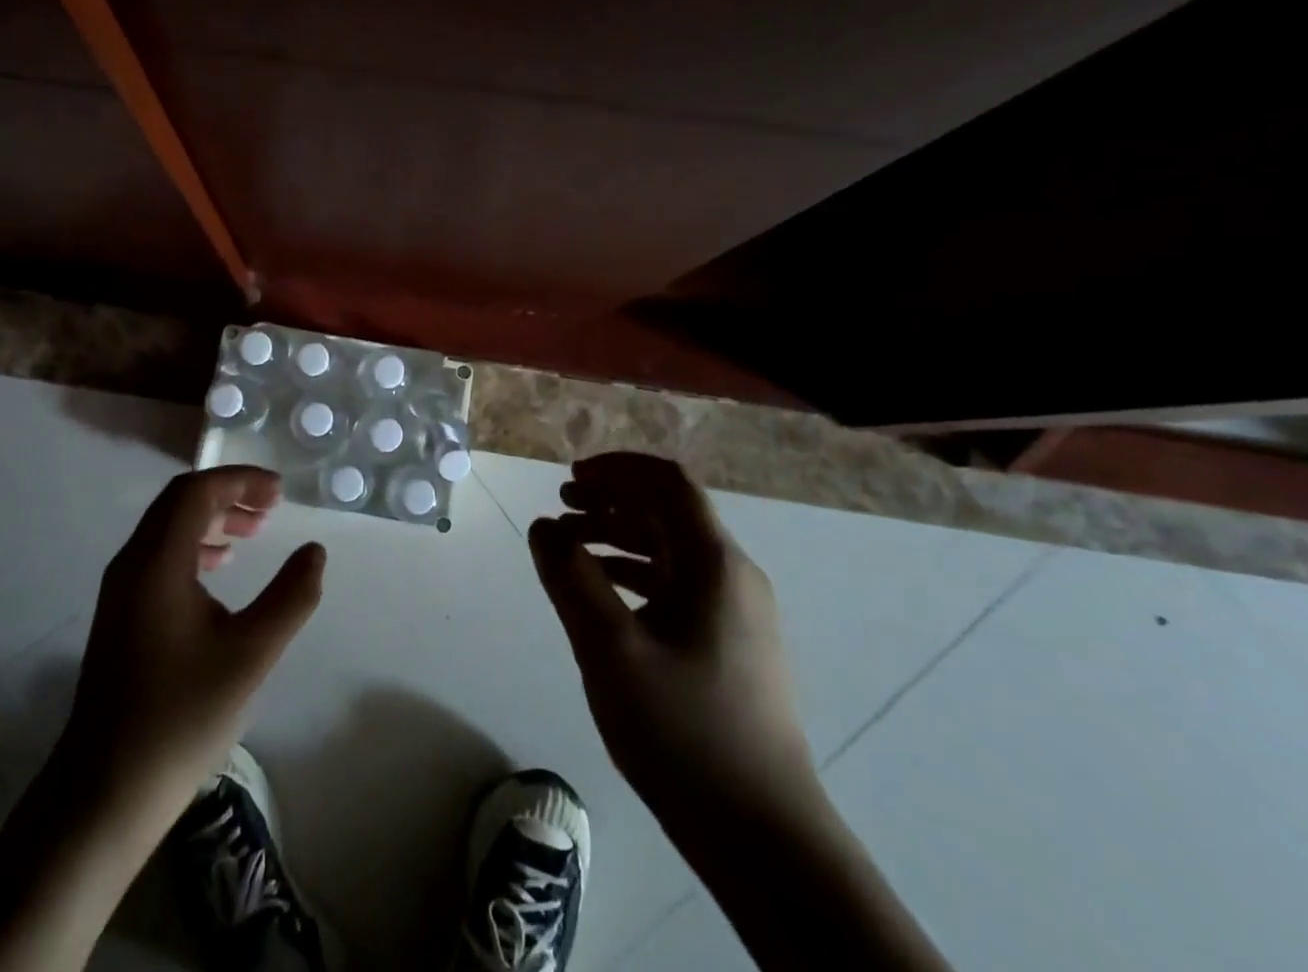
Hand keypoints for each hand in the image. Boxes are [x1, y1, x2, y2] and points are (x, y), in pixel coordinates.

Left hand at [56, 467, 325, 829]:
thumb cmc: (181, 717)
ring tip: (253, 532)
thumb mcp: (250, 655)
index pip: (196, 492)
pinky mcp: (122, 614)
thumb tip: (315, 552)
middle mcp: (132, 564)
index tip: (279, 493)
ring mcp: (121, 590)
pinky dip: (194, 545)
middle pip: (179, 502)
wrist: (105, 791)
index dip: (240, 481)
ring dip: (211, 518)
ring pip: (167, 527)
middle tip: (271, 508)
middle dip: (228, 494)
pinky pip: (159, 554)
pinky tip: (219, 569)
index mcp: (157, 563)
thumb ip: (289, 598)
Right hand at [529, 452, 814, 834]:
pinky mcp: (730, 647)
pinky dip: (634, 574)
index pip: (669, 483)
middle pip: (668, 513)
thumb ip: (570, 577)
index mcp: (714, 564)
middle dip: (610, 501)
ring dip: (618, 537)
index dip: (618, 469)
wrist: (764, 838)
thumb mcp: (609, 648)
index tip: (571, 479)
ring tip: (568, 548)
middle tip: (560, 508)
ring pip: (670, 551)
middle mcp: (732, 577)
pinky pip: (676, 587)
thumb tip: (544, 526)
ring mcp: (736, 615)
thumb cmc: (683, 730)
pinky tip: (600, 594)